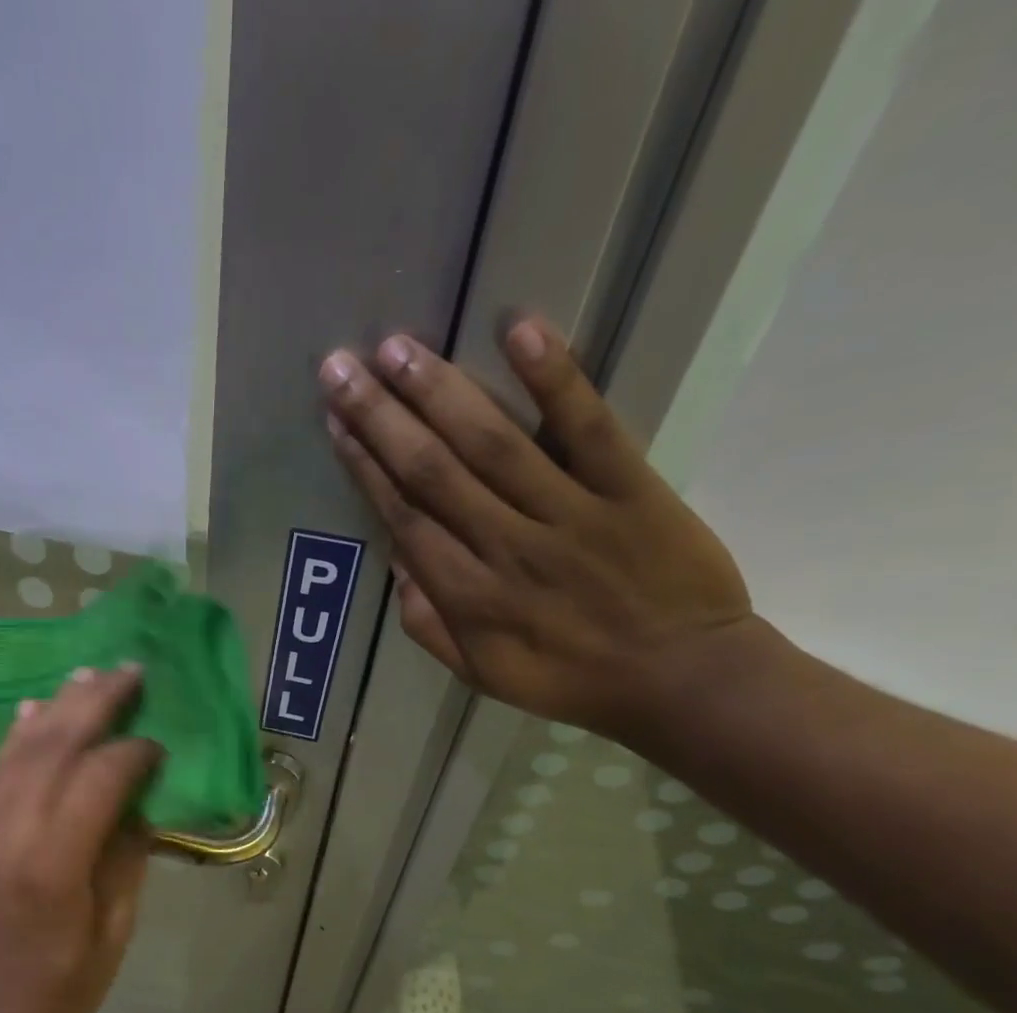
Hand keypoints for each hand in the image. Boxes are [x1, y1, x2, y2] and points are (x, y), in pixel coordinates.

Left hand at [0, 667, 161, 1012]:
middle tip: (129, 671)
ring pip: (19, 749)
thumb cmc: (56, 995)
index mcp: (52, 865)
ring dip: (57, 706)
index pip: (97, 778)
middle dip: (95, 702)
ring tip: (89, 674)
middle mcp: (6, 833)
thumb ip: (126, 859)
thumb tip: (139, 802)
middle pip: (54, 746)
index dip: (133, 753)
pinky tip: (35, 710)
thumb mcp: (112, 934)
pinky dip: (18, 735)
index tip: (160, 744)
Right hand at [320, 316, 759, 742]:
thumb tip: (396, 561)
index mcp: (469, 597)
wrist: (681, 678)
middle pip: (433, 471)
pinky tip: (518, 330)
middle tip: (341, 366)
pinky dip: (555, 378)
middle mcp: (507, 547)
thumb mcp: (481, 675)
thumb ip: (429, 626)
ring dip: (440, 391)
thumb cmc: (571, 679)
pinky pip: (588, 426)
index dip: (365, 467)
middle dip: (380, 417)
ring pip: (492, 442)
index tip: (335, 422)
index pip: (404, 517)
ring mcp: (569, 512)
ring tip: (396, 347)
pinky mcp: (628, 487)